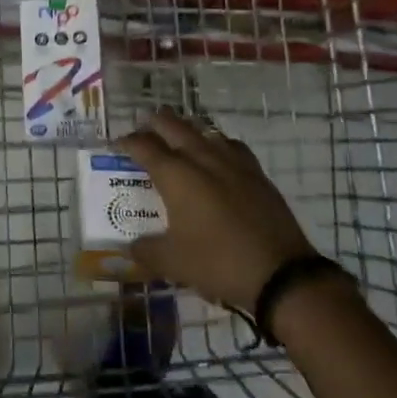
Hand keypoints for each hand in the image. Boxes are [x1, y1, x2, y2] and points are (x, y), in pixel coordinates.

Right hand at [117, 109, 315, 309]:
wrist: (280, 273)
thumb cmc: (218, 262)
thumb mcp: (172, 263)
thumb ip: (145, 251)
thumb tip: (131, 247)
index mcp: (175, 174)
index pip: (143, 146)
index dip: (126, 142)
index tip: (116, 146)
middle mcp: (201, 158)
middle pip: (172, 125)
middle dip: (154, 124)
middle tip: (143, 131)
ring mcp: (232, 162)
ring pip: (203, 131)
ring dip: (185, 131)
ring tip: (177, 140)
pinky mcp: (256, 173)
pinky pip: (230, 146)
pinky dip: (216, 145)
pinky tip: (216, 158)